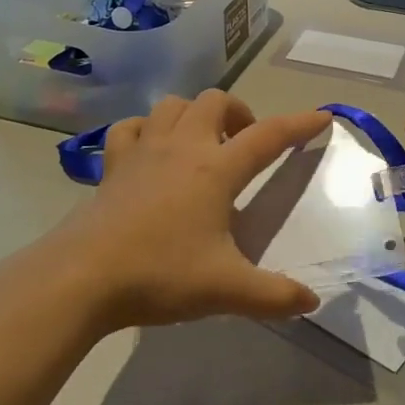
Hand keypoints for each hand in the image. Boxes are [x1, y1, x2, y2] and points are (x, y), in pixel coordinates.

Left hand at [50, 92, 331, 330]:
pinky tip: (152, 150)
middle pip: (216, 102)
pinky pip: (131, 127)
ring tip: (203, 142)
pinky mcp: (113, 165)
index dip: (299, 124)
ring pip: (173, 105)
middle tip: (245, 144)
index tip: (322, 116)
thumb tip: (312, 302)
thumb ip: (274, 295)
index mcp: (217, 169)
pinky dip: (147, 129)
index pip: (269, 136)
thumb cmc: (160, 274)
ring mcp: (144, 151)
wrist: (82, 277)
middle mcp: (183, 147)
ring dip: (195, 114)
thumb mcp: (226, 289)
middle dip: (239, 113)